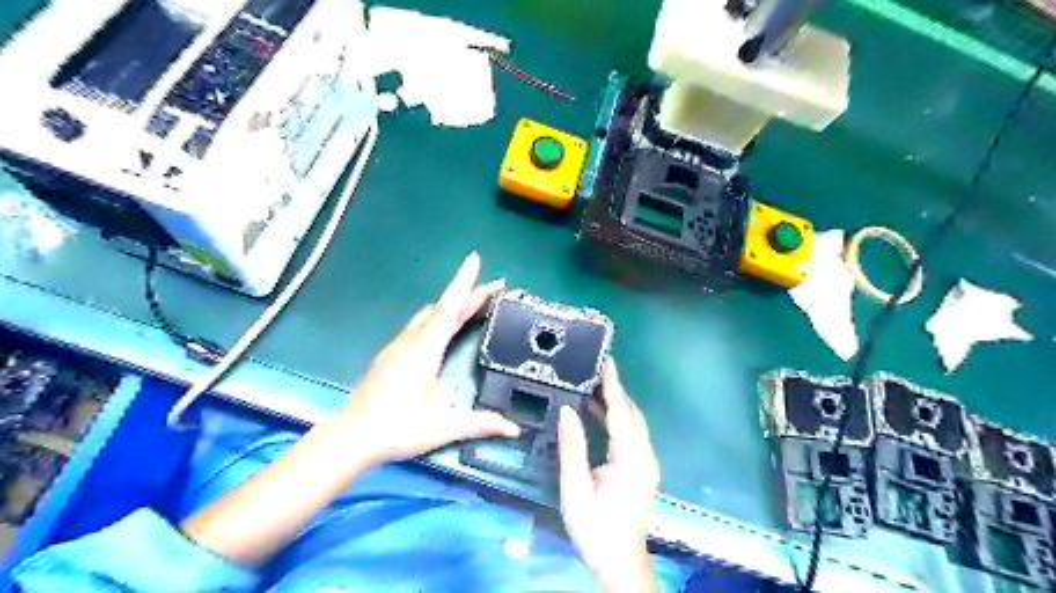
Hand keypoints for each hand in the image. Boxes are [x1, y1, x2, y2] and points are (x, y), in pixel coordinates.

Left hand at [333, 252, 517, 464]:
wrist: (352, 437)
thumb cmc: (398, 427)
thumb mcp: (445, 426)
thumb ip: (481, 423)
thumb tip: (514, 429)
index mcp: (425, 348)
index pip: (449, 307)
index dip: (464, 283)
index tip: (474, 259)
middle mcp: (411, 341)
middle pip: (443, 308)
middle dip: (468, 294)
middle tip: (493, 288)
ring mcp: (397, 347)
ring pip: (428, 316)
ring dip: (452, 307)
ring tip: (473, 305)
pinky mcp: (390, 357)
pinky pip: (419, 327)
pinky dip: (438, 319)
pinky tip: (443, 330)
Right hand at [556, 362, 657, 592]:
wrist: (620, 562)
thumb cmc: (595, 528)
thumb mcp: (576, 489)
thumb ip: (572, 447)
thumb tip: (567, 410)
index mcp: (629, 458)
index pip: (620, 412)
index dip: (613, 385)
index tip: (606, 362)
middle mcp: (643, 455)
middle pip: (631, 414)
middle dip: (615, 389)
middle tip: (595, 368)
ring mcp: (645, 463)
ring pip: (633, 422)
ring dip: (615, 402)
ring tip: (592, 385)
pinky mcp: (641, 469)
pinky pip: (631, 434)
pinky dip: (616, 418)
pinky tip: (597, 414)